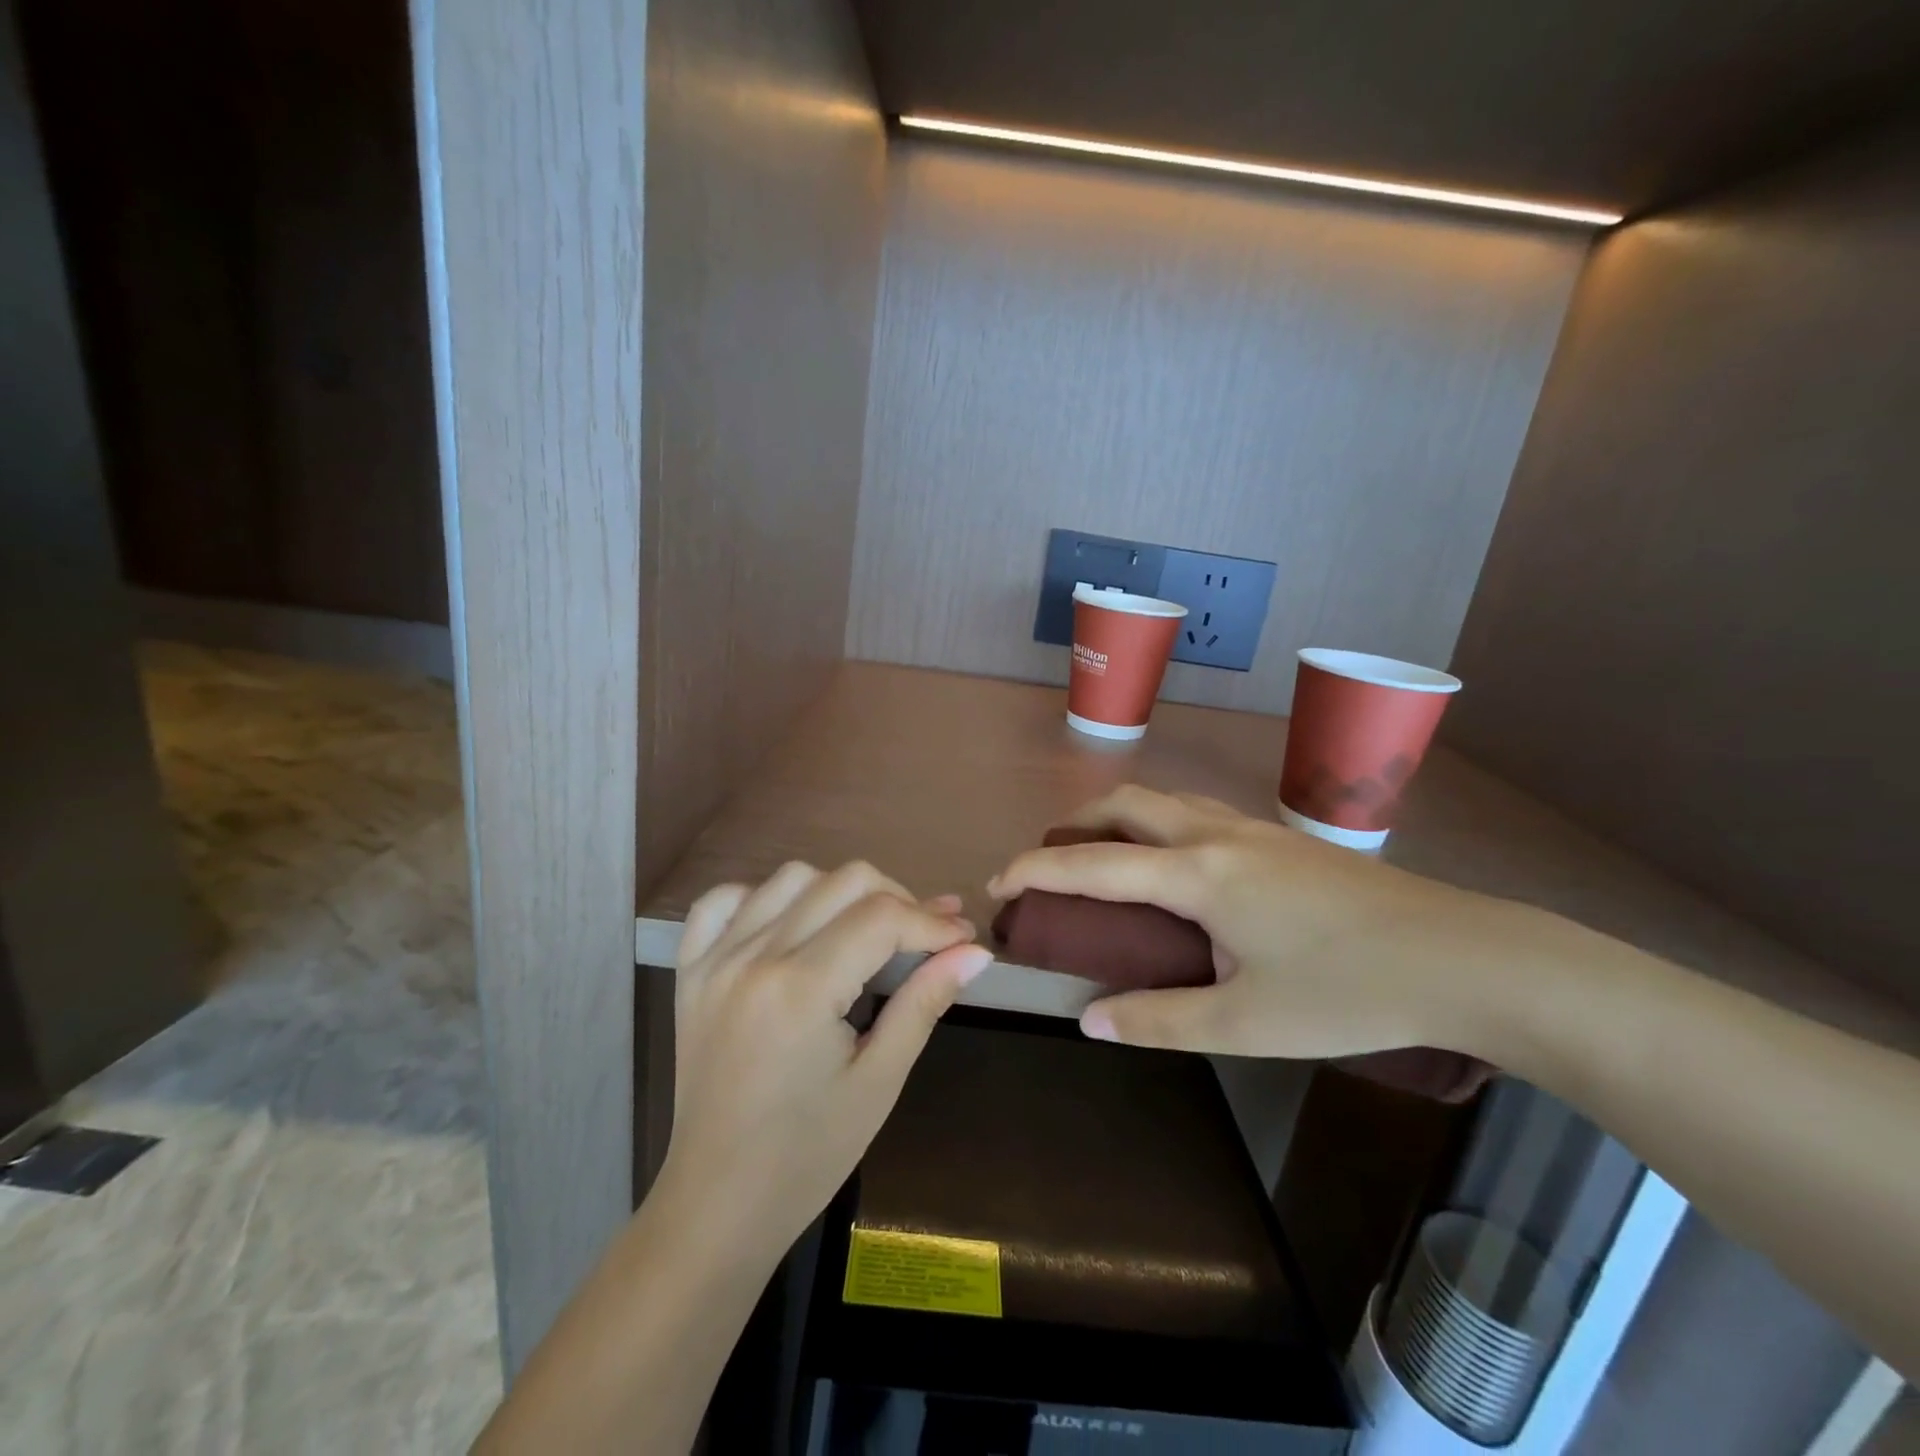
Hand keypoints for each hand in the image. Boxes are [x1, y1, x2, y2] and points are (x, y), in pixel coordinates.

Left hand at [658, 861, 990, 1257]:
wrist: (718, 1203)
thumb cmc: (809, 1154)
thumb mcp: (880, 1079)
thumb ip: (925, 1002)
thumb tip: (975, 951)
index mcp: (801, 990)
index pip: (883, 917)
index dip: (932, 920)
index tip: (963, 936)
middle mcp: (754, 957)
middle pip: (843, 881)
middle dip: (897, 899)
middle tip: (923, 937)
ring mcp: (715, 959)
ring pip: (791, 878)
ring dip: (838, 892)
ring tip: (863, 931)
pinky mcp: (691, 970)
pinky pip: (722, 901)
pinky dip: (763, 898)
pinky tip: (789, 926)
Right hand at [989, 786, 1525, 1063]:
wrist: (1463, 957)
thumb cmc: (1349, 992)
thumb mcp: (1245, 1024)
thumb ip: (1159, 1019)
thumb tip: (1089, 1018)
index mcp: (1198, 874)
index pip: (1094, 863)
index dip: (1038, 869)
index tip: (999, 880)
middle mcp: (1216, 834)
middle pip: (1123, 804)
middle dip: (1072, 826)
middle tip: (1049, 866)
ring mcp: (1252, 829)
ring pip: (1162, 800)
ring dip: (1117, 819)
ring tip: (1102, 860)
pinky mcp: (1280, 839)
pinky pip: (1195, 811)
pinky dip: (1157, 823)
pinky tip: (1174, 866)